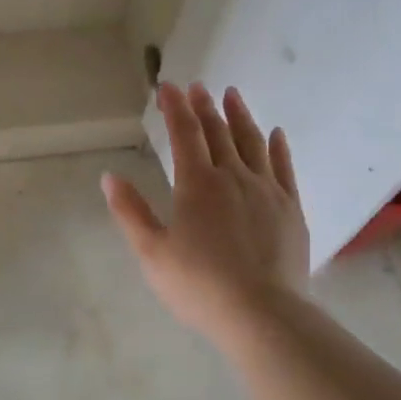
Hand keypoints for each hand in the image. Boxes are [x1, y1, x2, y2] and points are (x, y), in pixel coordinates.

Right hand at [103, 82, 309, 337]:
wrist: (262, 313)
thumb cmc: (199, 285)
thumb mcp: (152, 253)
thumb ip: (130, 212)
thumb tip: (110, 177)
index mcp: (197, 184)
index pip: (184, 133)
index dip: (174, 107)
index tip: (167, 86)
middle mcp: (233, 176)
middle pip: (218, 131)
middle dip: (204, 106)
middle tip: (198, 87)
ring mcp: (267, 190)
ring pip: (252, 142)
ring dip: (240, 115)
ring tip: (232, 95)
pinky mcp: (290, 208)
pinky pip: (284, 167)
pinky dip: (278, 146)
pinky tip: (276, 134)